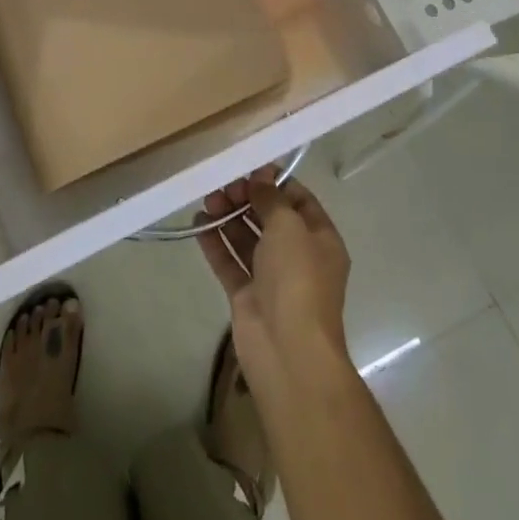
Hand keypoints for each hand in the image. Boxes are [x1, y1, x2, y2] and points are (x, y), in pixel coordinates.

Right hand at [197, 169, 353, 396]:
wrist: (287, 351)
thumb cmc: (297, 279)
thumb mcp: (289, 226)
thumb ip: (271, 198)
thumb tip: (259, 179)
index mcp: (320, 239)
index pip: (299, 200)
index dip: (275, 182)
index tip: (248, 168)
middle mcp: (298, 256)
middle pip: (269, 218)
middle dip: (247, 198)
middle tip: (223, 186)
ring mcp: (271, 278)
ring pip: (247, 238)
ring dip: (228, 217)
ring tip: (207, 199)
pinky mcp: (246, 295)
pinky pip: (229, 261)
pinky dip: (215, 243)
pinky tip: (198, 223)